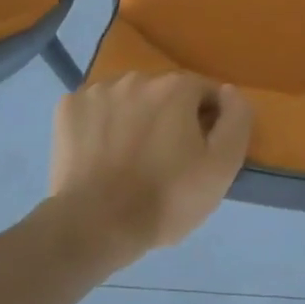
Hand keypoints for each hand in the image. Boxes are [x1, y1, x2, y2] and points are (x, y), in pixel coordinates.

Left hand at [50, 72, 252, 261]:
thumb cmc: (166, 199)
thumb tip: (229, 92)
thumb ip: (236, 120)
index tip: (200, 153)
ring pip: (129, 99)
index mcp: (175, 87)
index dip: (209, 122)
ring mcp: (97, 90)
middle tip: (167, 160)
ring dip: (136, 118)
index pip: (205, 93)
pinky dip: (102, 124)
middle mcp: (136, 78)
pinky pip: (96, 109)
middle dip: (170, 118)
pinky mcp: (68, 108)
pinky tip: (102, 154)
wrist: (95, 226)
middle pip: (165, 93)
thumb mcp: (221, 167)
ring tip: (131, 158)